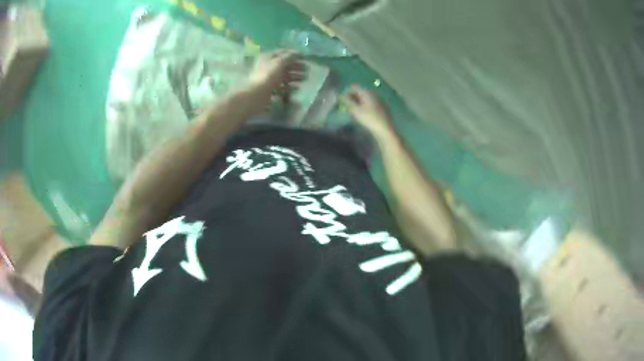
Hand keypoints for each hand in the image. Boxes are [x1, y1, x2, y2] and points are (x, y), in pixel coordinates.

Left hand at [248, 50, 305, 102]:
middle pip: (284, 64)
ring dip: (295, 76)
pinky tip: (297, 88)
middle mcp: (268, 66)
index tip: (305, 57)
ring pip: (284, 75)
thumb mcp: (279, 62)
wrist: (256, 94)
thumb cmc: (268, 75)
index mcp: (268, 57)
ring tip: (305, 78)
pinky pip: (282, 85)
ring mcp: (269, 77)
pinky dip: (289, 86)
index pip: (283, 52)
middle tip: (307, 69)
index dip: (294, 54)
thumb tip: (297, 53)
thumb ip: (289, 56)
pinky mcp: (270, 88)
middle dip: (296, 66)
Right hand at [344, 85, 393, 138]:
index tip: (342, 100)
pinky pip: (370, 104)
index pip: (354, 87)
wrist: (385, 130)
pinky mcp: (381, 108)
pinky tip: (361, 115)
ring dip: (357, 103)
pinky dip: (363, 107)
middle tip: (345, 106)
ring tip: (352, 111)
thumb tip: (341, 95)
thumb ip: (347, 101)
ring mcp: (378, 101)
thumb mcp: (356, 110)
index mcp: (368, 92)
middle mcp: (374, 94)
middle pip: (360, 93)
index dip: (347, 92)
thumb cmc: (369, 119)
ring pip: (365, 99)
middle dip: (352, 98)